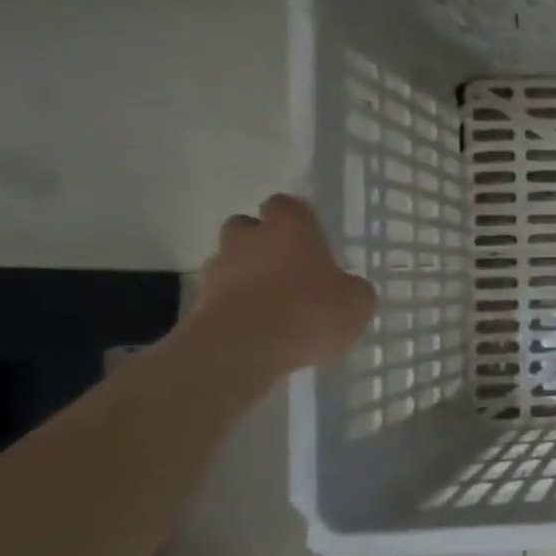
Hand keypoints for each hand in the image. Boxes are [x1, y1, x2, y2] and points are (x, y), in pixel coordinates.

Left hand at [193, 194, 376, 376]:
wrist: (244, 350)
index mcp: (289, 228)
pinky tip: (259, 328)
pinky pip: (221, 297)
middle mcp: (249, 240)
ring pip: (230, 261)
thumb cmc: (310, 311)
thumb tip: (346, 288)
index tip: (311, 237)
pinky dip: (236, 306)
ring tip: (272, 303)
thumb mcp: (356, 301)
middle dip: (261, 242)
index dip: (297, 219)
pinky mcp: (199, 305)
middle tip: (287, 266)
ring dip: (246, 275)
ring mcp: (218, 271)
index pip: (286, 205)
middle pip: (247, 227)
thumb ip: (352, 288)